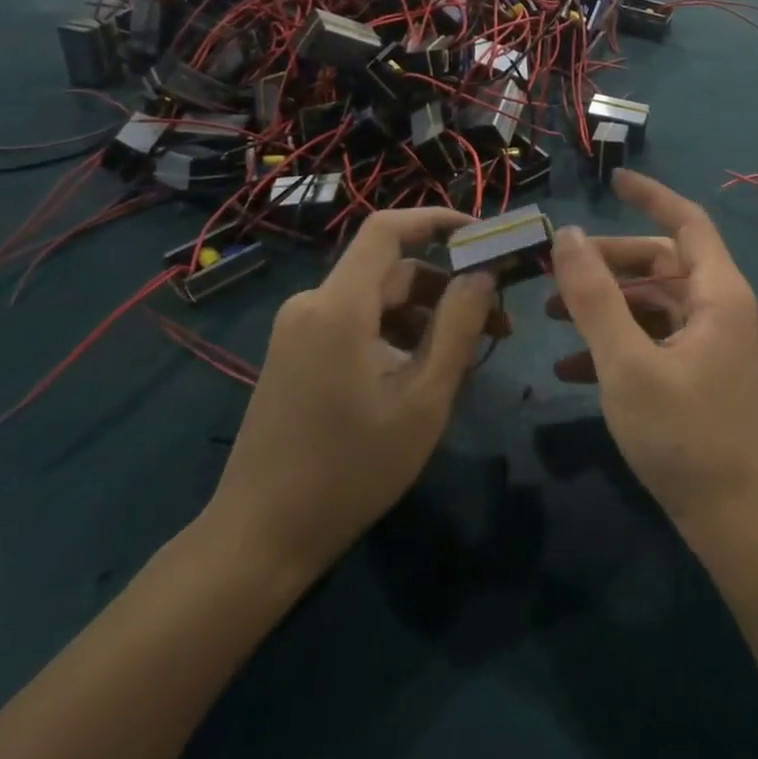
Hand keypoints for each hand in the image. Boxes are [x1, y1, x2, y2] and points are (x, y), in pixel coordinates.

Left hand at [203, 210, 505, 579]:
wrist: (260, 537)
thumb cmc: (350, 469)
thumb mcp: (423, 399)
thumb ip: (458, 327)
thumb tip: (483, 274)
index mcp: (339, 306)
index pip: (388, 229)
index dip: (437, 220)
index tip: (483, 237)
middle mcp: (313, 304)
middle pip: (391, 271)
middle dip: (447, 288)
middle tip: (497, 323)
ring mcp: (299, 329)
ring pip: (377, 301)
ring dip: (425, 317)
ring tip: (467, 358)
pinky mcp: (296, 353)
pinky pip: (356, 323)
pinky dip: (395, 334)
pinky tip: (423, 373)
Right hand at [546, 171, 757, 544]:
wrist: (734, 521)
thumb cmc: (685, 436)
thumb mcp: (628, 363)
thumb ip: (595, 297)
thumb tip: (568, 234)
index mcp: (716, 292)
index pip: (686, 220)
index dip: (651, 195)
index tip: (611, 180)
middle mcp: (717, 307)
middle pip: (659, 262)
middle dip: (606, 263)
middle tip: (553, 270)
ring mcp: (707, 342)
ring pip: (650, 302)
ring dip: (603, 304)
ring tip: (549, 315)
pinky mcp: (695, 373)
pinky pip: (650, 339)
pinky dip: (614, 342)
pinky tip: (569, 366)